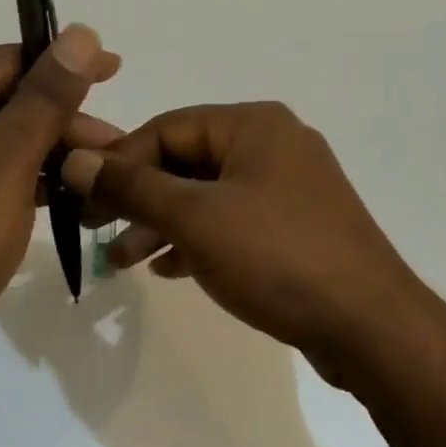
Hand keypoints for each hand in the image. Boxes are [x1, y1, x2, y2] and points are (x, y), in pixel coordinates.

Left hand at [0, 28, 120, 411]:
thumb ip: (48, 94)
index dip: (64, 65)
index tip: (115, 72)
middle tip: (113, 145)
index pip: (5, 62)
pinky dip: (14, 182)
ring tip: (92, 174)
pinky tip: (52, 199)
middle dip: (59, 120)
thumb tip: (83, 32)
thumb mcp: (8, 158)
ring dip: (42, 153)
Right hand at [61, 102, 431, 382]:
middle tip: (96, 232)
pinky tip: (170, 269)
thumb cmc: (277, 255)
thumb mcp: (196, 218)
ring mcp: (290, 186)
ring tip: (124, 261)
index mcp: (255, 124)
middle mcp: (275, 143)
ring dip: (164, 222)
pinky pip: (235, 220)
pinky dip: (200, 239)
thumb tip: (77, 160)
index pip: (168, 127)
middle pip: (189, 159)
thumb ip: (134, 187)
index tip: (80, 199)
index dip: (119, 160)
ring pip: (210, 194)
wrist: (368, 322)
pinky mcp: (297, 224)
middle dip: (140, 196)